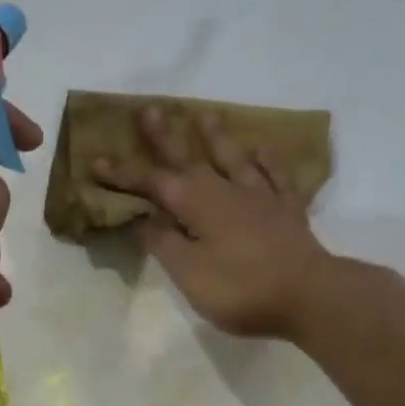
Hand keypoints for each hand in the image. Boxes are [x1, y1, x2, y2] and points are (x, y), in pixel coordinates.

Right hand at [93, 107, 335, 339]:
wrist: (309, 295)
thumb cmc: (240, 288)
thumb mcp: (188, 272)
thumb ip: (163, 242)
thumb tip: (143, 218)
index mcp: (196, 203)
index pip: (151, 183)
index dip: (122, 174)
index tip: (95, 160)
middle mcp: (225, 190)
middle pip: (189, 158)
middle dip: (165, 137)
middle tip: (149, 109)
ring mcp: (260, 197)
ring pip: (233, 158)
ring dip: (216, 137)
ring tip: (204, 115)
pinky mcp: (287, 211)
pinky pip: (276, 176)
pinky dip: (268, 160)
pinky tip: (263, 148)